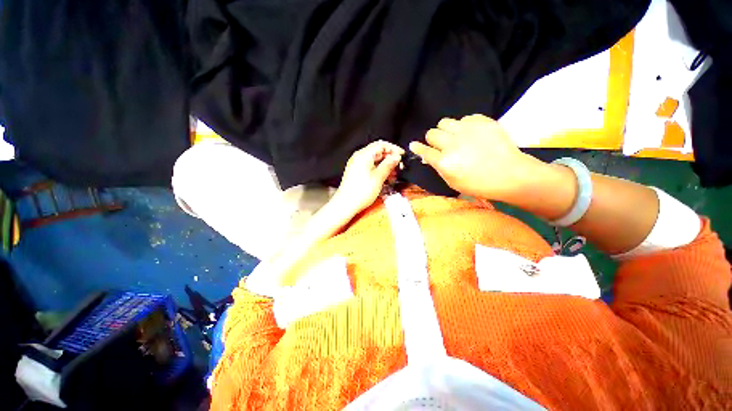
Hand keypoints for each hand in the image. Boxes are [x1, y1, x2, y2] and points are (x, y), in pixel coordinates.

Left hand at [332, 140, 403, 215]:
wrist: (346, 204)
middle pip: (378, 152)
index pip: (381, 144)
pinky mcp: (357, 172)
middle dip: (390, 158)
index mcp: (363, 155)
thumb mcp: (379, 177)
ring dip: (386, 165)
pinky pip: (370, 167)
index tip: (402, 155)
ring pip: (375, 160)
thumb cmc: (360, 192)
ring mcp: (357, 165)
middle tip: (399, 167)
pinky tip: (385, 178)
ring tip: (393, 175)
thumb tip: (396, 157)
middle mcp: (359, 157)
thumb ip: (389, 165)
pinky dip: (379, 170)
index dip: (393, 149)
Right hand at [409, 114, 544, 200]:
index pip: (424, 150)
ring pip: (444, 122)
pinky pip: (464, 118)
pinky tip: (471, 135)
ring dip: (445, 130)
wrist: (511, 174)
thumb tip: (428, 156)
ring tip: (455, 137)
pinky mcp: (482, 121)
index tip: (413, 145)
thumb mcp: (453, 182)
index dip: (417, 148)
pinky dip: (464, 126)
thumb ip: (439, 168)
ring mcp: (467, 130)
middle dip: (433, 140)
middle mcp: (452, 143)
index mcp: (445, 162)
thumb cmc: (479, 184)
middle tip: (441, 146)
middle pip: (431, 133)